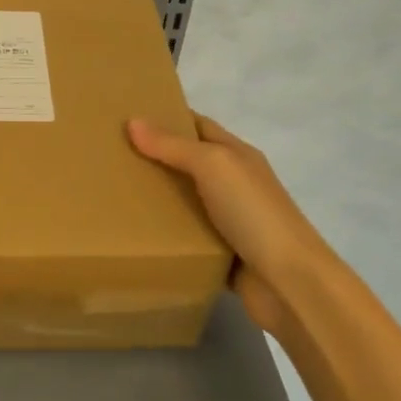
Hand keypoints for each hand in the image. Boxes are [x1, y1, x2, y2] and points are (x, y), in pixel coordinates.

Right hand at [127, 114, 339, 336]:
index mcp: (237, 155)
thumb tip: (133, 121)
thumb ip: (173, 145)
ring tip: (112, 193)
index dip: (167, 118)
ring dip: (157, 199)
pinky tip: (135, 234)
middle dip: (154, 158)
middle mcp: (235, 184)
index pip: (198, 126)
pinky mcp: (223, 255)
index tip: (128, 117)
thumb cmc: (254, 213)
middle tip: (110, 156)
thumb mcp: (213, 166)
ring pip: (186, 202)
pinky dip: (166, 236)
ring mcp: (231, 221)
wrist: (290, 283)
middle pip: (189, 163)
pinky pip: (188, 238)